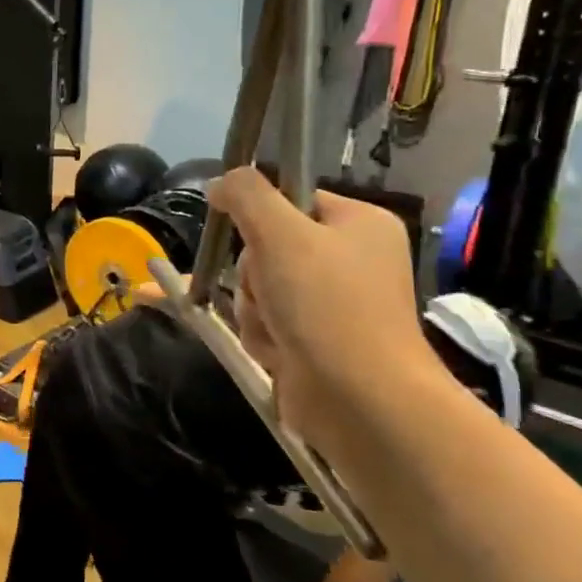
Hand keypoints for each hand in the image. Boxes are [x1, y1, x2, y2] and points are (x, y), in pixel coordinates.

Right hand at [210, 168, 438, 456]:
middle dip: (253, 275)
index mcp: (359, 223)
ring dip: (253, 309)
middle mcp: (351, 259)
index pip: (289, 199)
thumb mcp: (280, 233)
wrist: (361, 400)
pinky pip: (266, 322)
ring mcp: (335, 303)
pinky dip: (263, 336)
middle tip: (269, 291)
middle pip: (267, 247)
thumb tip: (220, 181)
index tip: (250, 239)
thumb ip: (246, 195)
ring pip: (259, 288)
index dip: (260, 218)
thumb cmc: (327, 305)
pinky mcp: (317, 340)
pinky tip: (279, 352)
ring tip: (276, 329)